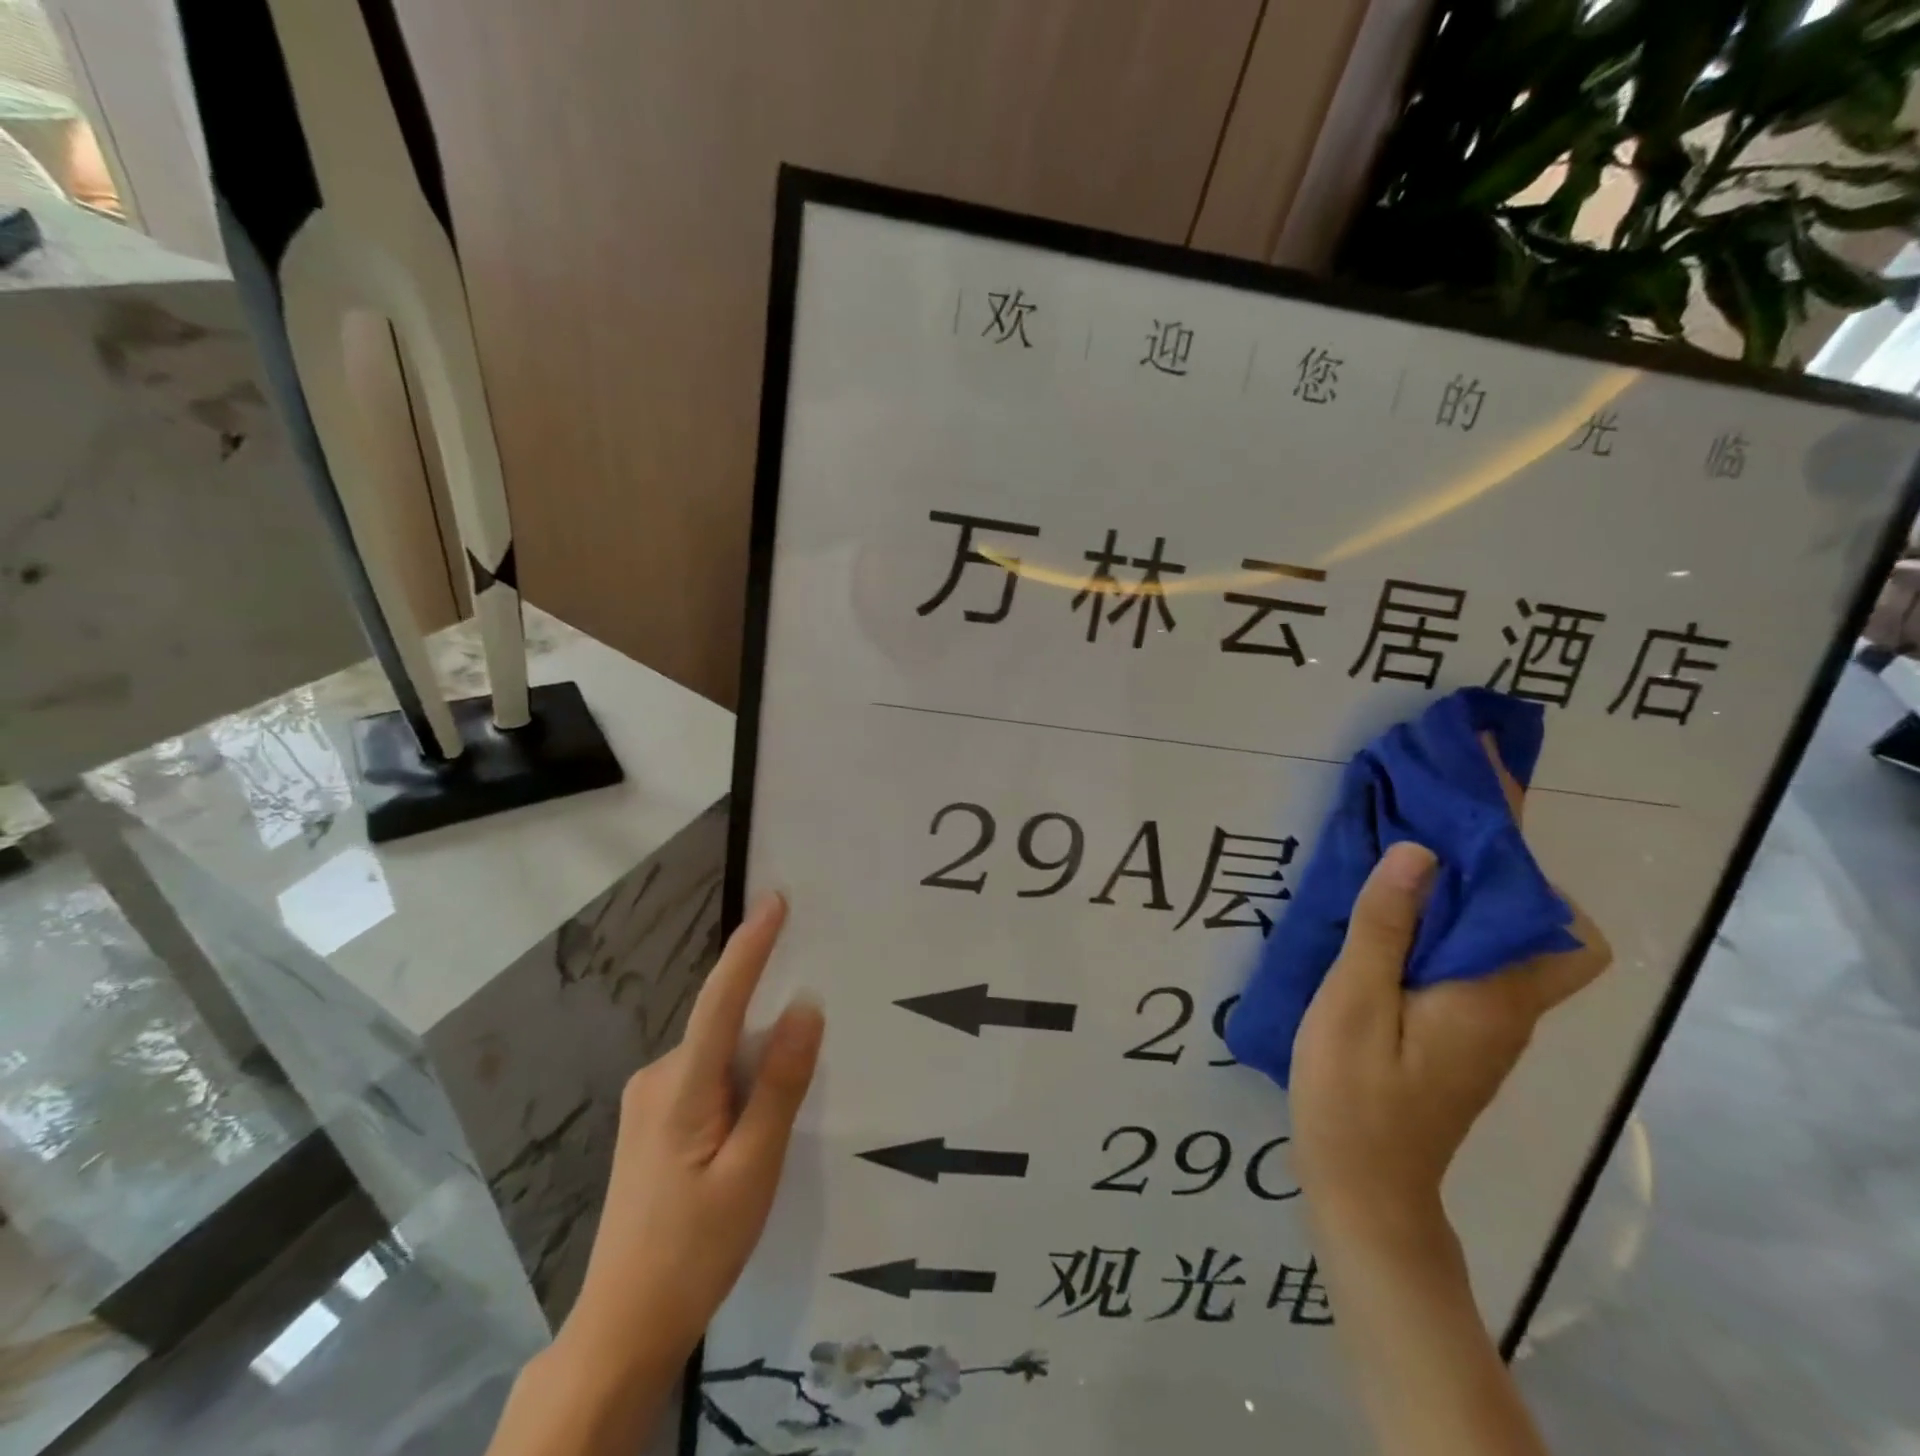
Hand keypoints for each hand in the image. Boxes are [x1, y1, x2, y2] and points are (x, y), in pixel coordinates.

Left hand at [560, 892, 822, 1371]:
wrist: (622, 1329)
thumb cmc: (695, 1250)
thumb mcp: (754, 1169)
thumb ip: (780, 1084)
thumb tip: (807, 1006)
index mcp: (681, 1087)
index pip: (722, 999)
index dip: (750, 946)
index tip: (777, 900)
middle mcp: (657, 1077)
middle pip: (725, 1029)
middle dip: (768, 1034)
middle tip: (800, 1075)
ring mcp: (648, 1100)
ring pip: (717, 1057)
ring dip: (752, 1070)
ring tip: (768, 1136)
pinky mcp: (651, 1121)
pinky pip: (705, 1078)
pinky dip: (735, 1086)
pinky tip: (746, 1138)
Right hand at [1289, 742, 1610, 1248]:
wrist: (1363, 1185)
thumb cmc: (1355, 1094)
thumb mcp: (1355, 1003)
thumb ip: (1386, 926)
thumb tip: (1422, 850)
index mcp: (1493, 994)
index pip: (1545, 910)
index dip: (1522, 848)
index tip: (1484, 788)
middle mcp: (1510, 1004)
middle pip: (1539, 919)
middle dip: (1500, 858)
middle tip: (1435, 810)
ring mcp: (1489, 1021)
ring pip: (1503, 937)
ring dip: (1467, 886)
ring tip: (1404, 844)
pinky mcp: (1463, 1030)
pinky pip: (1470, 958)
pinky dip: (1444, 921)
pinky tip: (1391, 910)